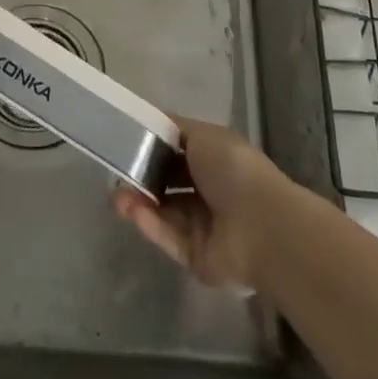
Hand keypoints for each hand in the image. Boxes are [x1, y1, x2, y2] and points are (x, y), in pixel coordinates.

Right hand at [111, 116, 292, 289]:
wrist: (261, 226)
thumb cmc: (233, 169)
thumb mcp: (202, 134)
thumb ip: (173, 127)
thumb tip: (150, 120)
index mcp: (215, 160)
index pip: (177, 152)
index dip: (152, 146)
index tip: (125, 142)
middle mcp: (210, 192)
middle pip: (167, 184)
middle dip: (141, 178)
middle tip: (116, 174)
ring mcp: (203, 227)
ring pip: (163, 212)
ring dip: (139, 202)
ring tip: (116, 197)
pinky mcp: (196, 257)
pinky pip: (168, 238)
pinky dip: (150, 224)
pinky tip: (132, 212)